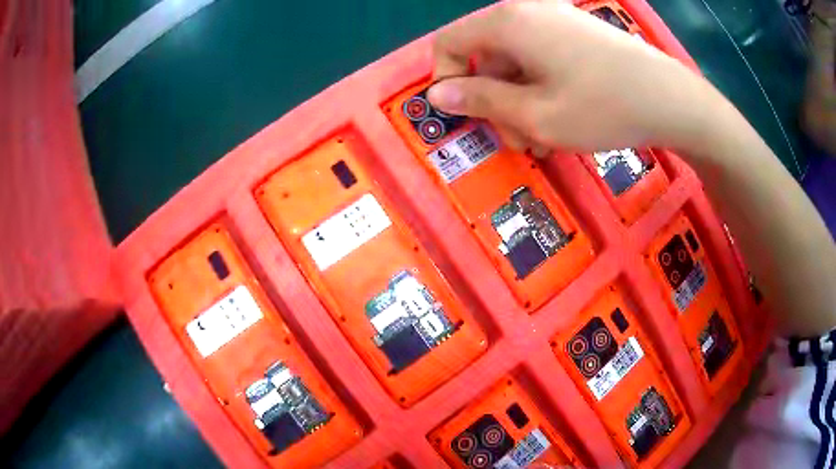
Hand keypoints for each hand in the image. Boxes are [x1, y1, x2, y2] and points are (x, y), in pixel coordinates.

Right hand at [427, 0, 714, 153]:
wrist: (672, 99)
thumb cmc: (602, 107)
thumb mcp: (534, 115)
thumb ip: (480, 100)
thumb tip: (438, 93)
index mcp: (507, 22)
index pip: (449, 43)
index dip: (447, 80)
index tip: (466, 116)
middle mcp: (526, 11)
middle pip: (486, 55)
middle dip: (494, 100)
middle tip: (519, 140)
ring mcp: (556, 19)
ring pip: (516, 61)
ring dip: (520, 101)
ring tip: (546, 137)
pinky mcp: (578, 32)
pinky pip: (542, 57)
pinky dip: (542, 88)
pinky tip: (563, 116)